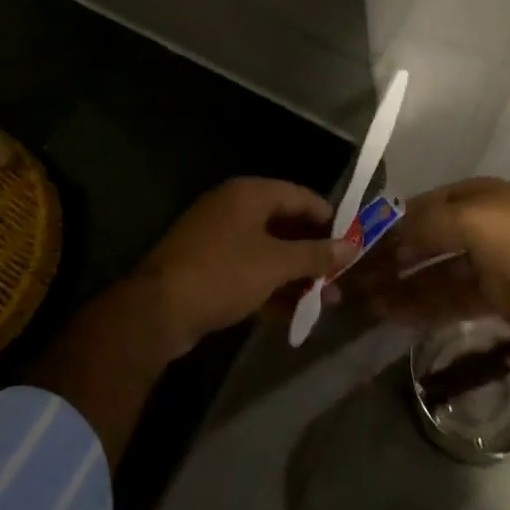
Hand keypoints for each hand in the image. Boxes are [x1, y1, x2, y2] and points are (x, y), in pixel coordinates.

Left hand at [131, 177, 356, 358]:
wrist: (157, 311)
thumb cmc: (223, 273)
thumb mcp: (276, 264)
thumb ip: (315, 254)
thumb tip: (352, 246)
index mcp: (249, 194)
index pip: (300, 195)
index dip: (329, 218)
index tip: (352, 241)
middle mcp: (234, 209)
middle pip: (285, 225)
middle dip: (314, 253)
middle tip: (340, 276)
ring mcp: (219, 239)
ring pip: (269, 252)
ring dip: (297, 275)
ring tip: (327, 301)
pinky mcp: (209, 269)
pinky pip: (250, 272)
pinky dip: (272, 288)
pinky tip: (296, 314)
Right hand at [344, 178, 509, 334]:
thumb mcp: (472, 219)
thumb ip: (425, 225)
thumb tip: (385, 236)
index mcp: (468, 198)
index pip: (413, 211)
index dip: (382, 229)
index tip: (350, 250)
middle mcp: (471, 226)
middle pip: (419, 244)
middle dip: (385, 262)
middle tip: (348, 285)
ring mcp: (482, 263)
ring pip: (430, 275)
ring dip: (397, 288)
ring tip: (362, 305)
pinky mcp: (492, 296)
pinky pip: (447, 300)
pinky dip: (420, 307)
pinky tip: (393, 316)